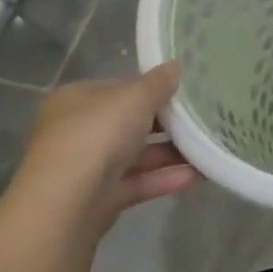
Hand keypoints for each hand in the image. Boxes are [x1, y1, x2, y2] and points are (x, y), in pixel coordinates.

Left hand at [10, 63, 196, 236]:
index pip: (118, 88)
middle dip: (165, 123)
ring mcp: (85, 168)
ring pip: (135, 155)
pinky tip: (197, 174)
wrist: (65, 205)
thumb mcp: (136, 97)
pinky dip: (164, 178)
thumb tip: (174, 66)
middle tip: (201, 118)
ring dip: (170, 152)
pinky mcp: (97, 200)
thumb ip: (158, 83)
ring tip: (207, 146)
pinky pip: (137, 183)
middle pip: (128, 123)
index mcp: (75, 101)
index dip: (150, 88)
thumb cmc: (97, 135)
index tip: (182, 91)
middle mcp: (76, 132)